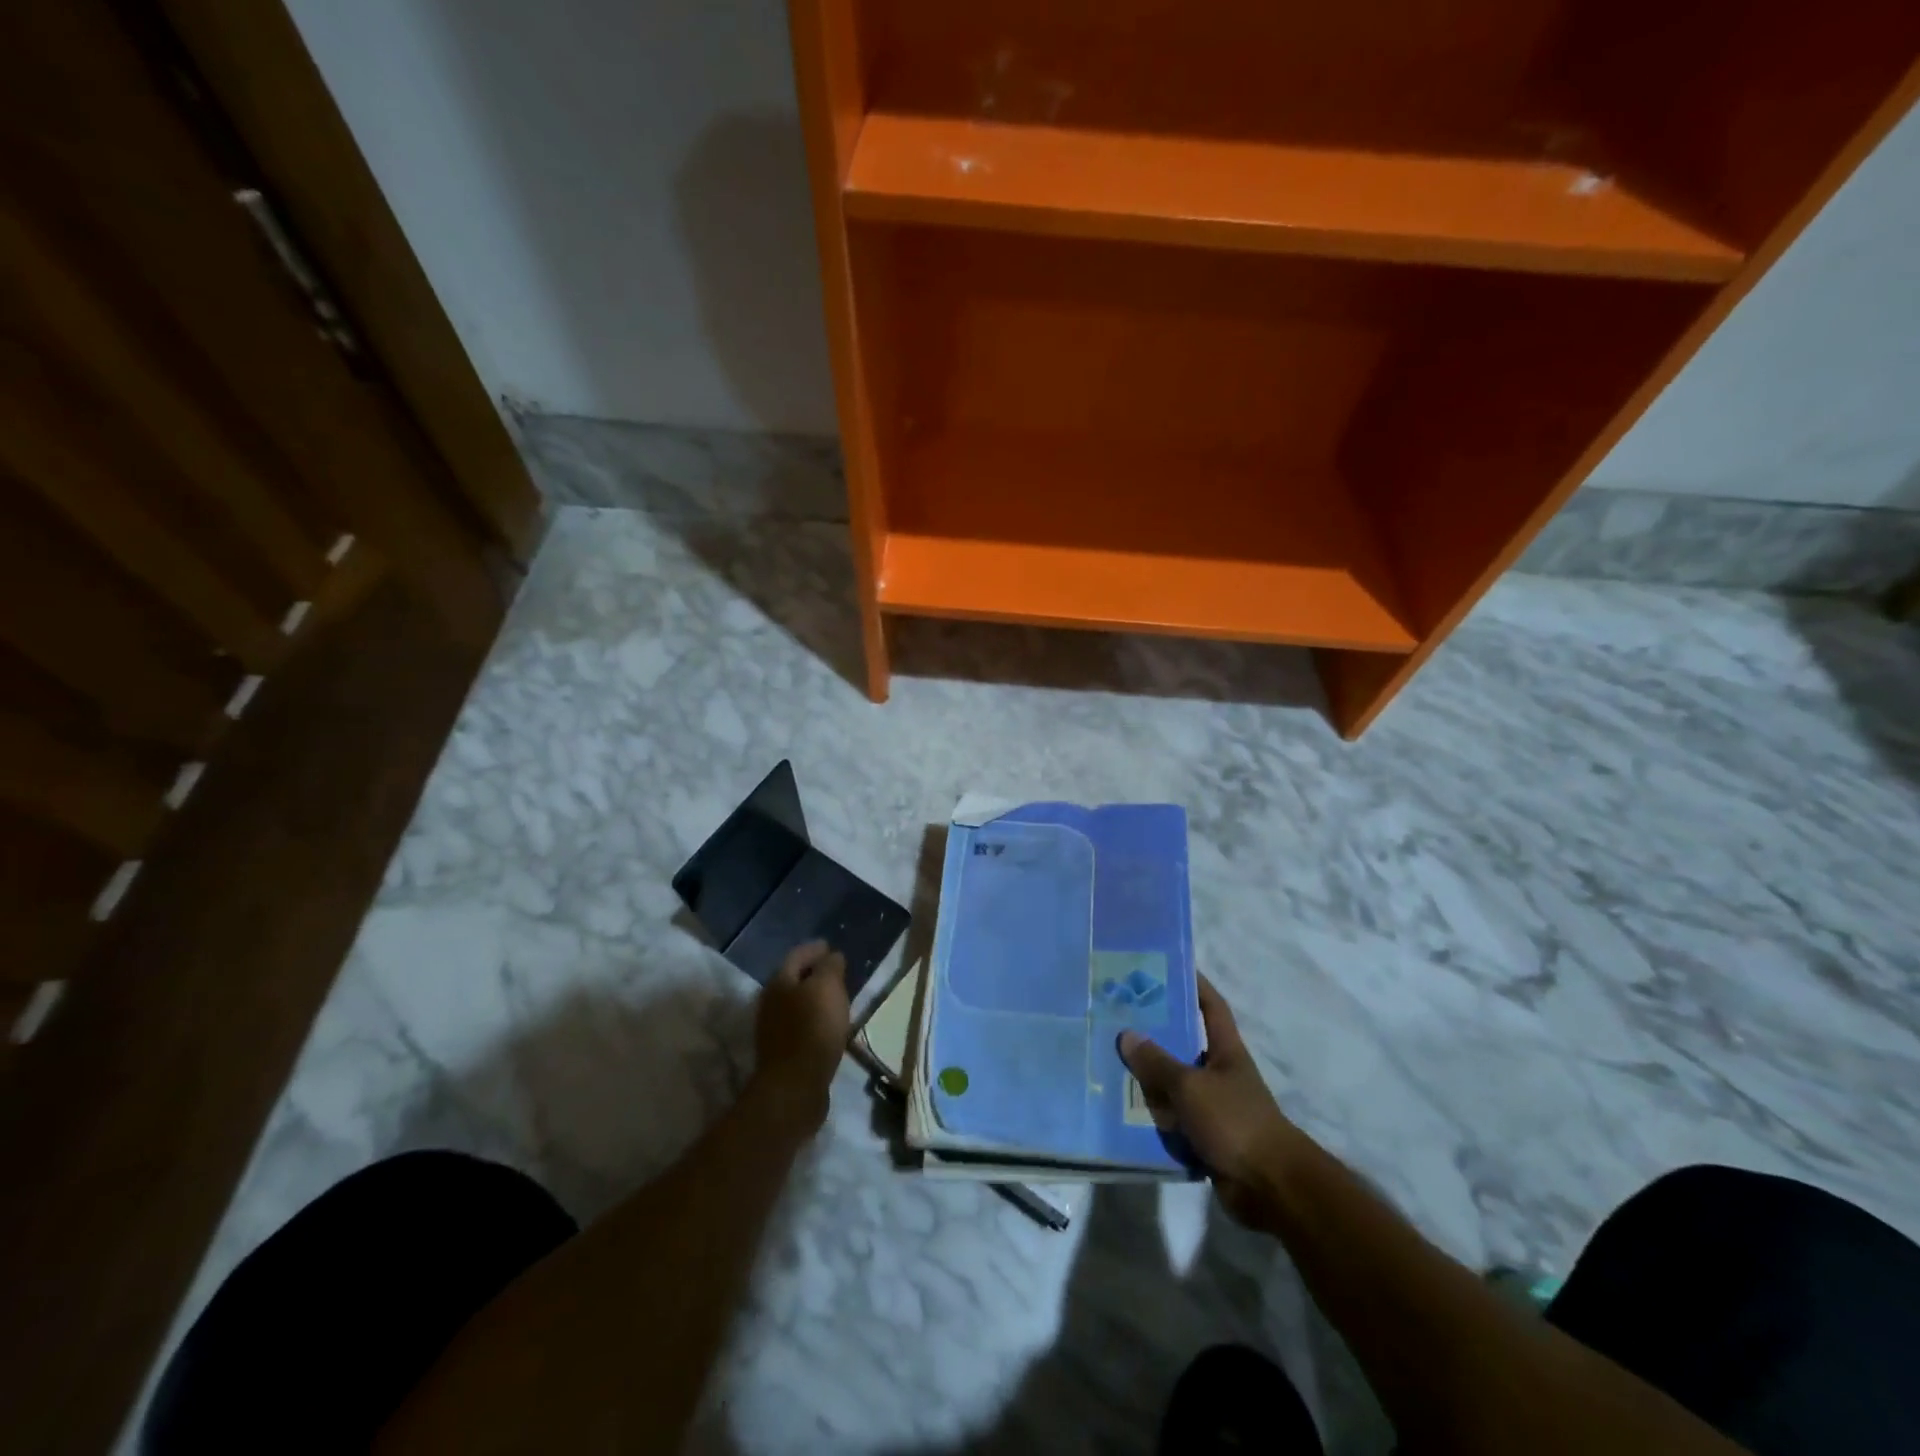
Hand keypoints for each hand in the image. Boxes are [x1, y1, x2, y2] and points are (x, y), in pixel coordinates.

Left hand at [750, 941, 849, 1138]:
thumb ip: (830, 967)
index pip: (797, 955)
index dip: (815, 949)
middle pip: (793, 980)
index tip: (830, 946)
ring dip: (814, 999)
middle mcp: (770, 1002)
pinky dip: (814, 1020)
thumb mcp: (828, 988)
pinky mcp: (781, 1052)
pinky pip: (800, 1026)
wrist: (795, 1085)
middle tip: (836, 972)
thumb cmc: (813, 1028)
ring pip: (796, 1004)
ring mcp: (773, 1029)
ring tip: (836, 999)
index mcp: (779, 982)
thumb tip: (832, 956)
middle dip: (813, 974)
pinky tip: (829, 1026)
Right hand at [1119, 976, 1301, 1227]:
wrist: (1270, 1188)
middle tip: (1116, 1017)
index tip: (1167, 966)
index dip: (1193, 984)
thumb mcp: (1191, 1086)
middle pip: (1183, 1045)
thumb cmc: (1235, 1122)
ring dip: (1147, 1079)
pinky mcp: (1204, 1138)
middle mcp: (1219, 1073)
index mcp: (1225, 1051)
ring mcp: (1212, 1107)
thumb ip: (1157, 1062)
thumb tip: (1127, 1033)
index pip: (1210, 1006)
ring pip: (1172, 1085)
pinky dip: (1151, 1117)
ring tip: (1107, 1063)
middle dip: (1154, 1033)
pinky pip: (1171, 1120)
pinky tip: (1121, 1111)